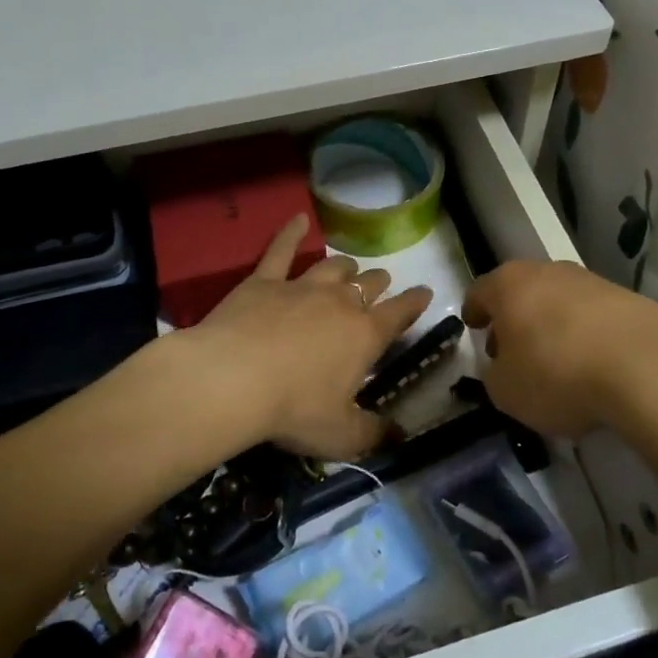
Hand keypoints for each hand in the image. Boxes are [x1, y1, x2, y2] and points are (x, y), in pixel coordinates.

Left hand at [184, 215, 432, 460]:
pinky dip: (291, 233)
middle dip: (379, 284)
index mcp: (365, 336)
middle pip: (368, 284)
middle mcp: (340, 303)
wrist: (232, 380)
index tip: (425, 293)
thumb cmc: (294, 410)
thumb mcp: (341, 435)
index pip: (400, 314)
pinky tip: (298, 220)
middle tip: (381, 285)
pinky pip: (280, 250)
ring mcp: (301, 287)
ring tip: (350, 266)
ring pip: (333, 268)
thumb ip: (373, 435)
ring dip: (346, 267)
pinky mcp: (264, 282)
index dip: (415, 303)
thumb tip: (399, 437)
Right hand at [463, 260, 657, 438]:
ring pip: (560, 302)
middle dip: (515, 318)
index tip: (474, 328)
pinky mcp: (630, 299)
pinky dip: (587, 335)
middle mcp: (548, 271)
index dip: (473, 312)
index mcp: (509, 285)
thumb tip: (503, 367)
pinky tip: (594, 366)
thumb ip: (495, 375)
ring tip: (558, 362)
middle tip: (513, 350)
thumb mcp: (505, 391)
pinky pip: (595, 317)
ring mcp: (592, 282)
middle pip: (522, 291)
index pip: (479, 292)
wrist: (646, 367)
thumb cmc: (557, 374)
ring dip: (553, 326)